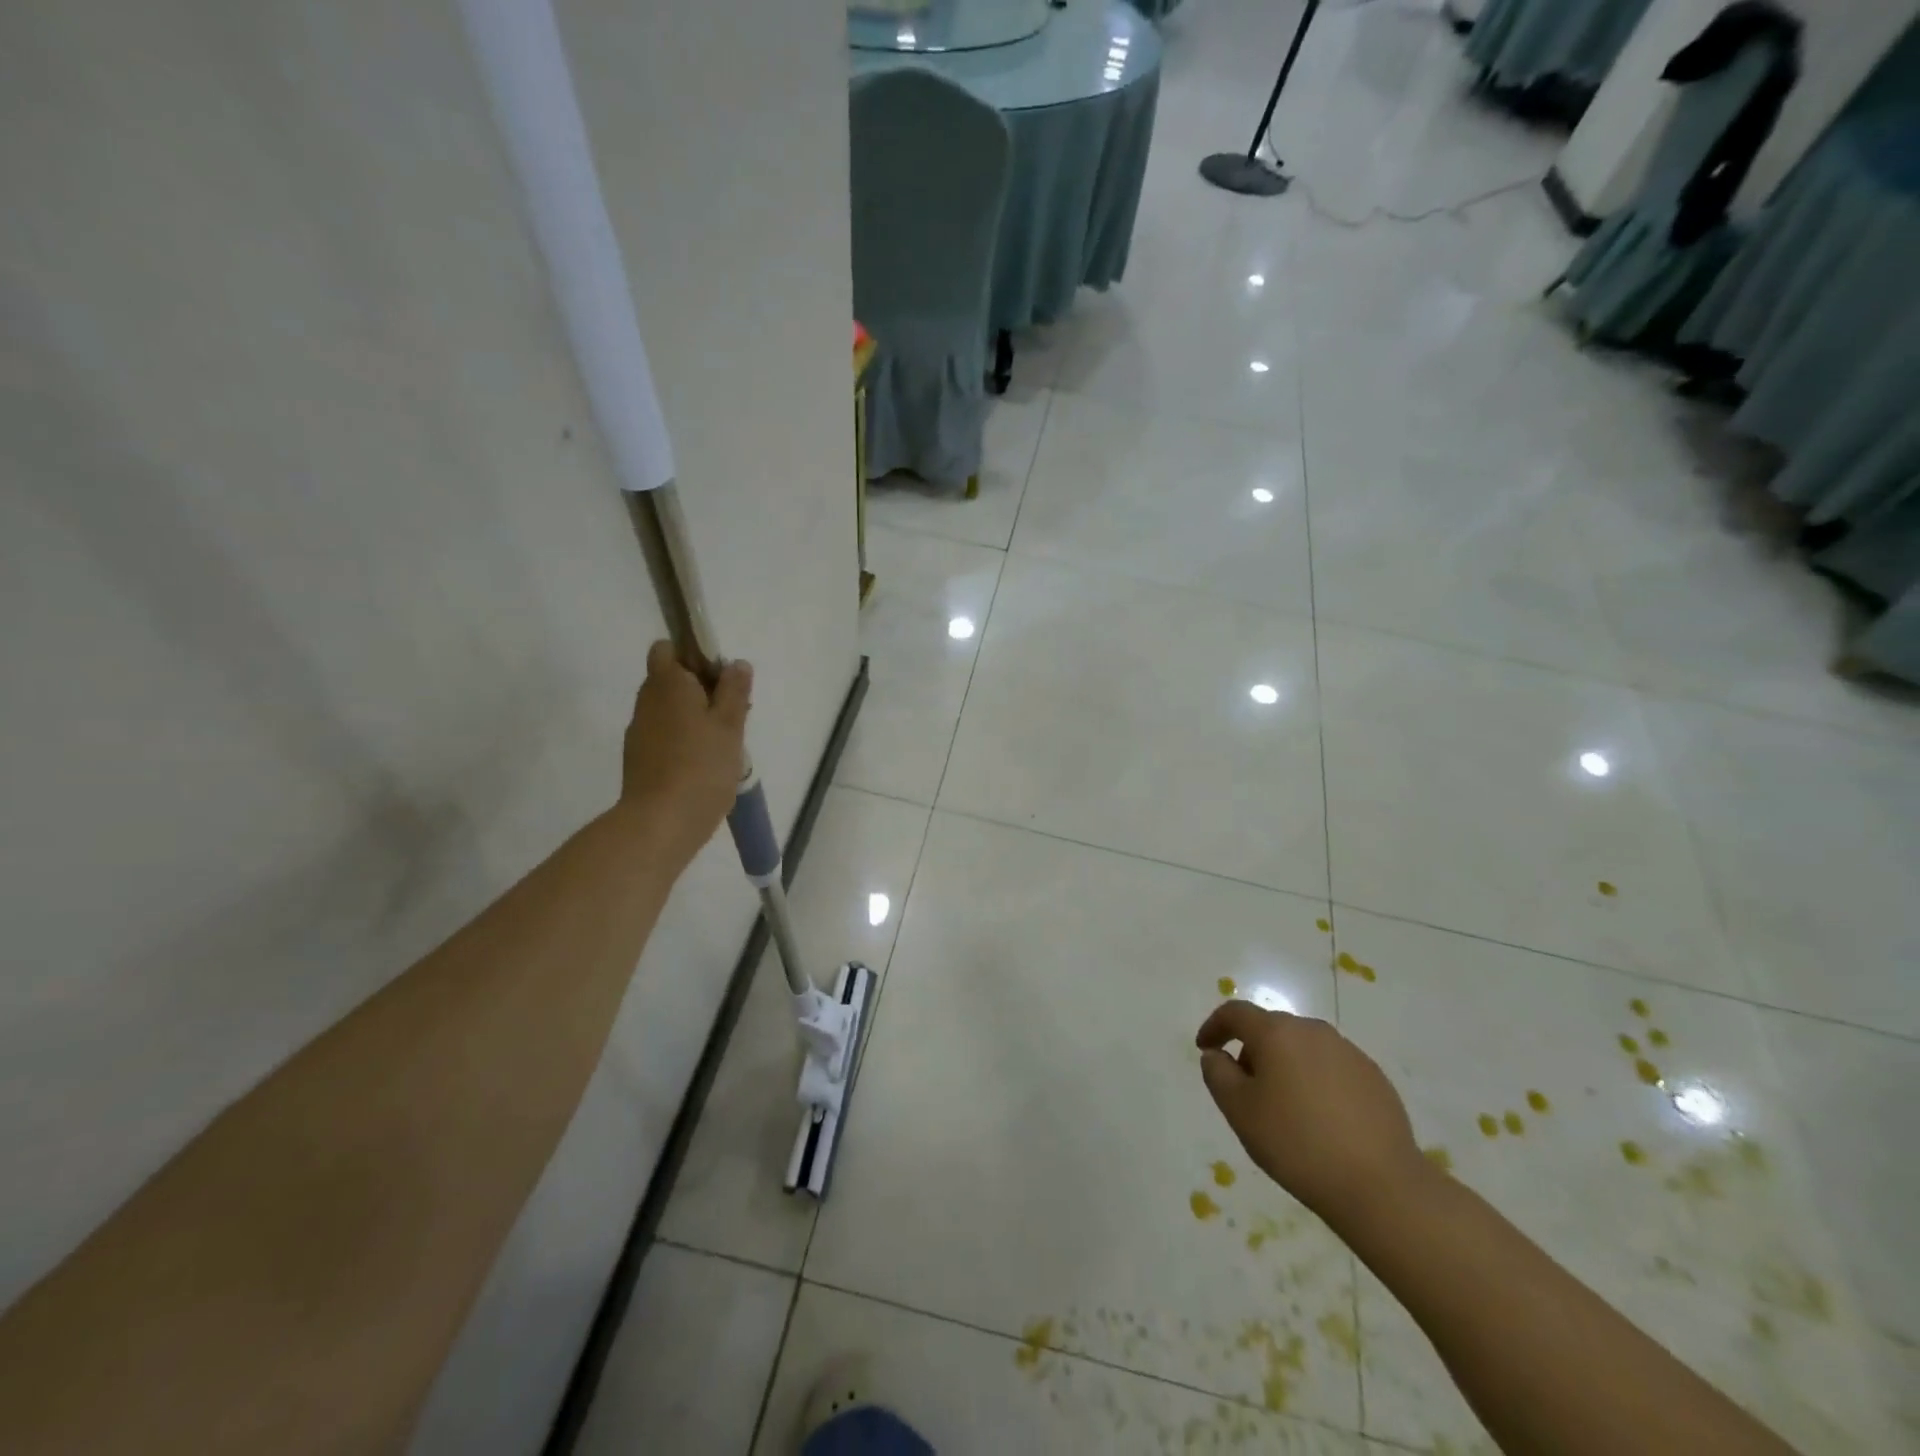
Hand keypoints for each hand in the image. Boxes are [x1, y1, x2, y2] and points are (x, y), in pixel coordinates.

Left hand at [620, 641, 751, 862]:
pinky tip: (704, 765)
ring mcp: (639, 732)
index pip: (667, 649)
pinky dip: (682, 742)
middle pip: (670, 680)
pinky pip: (664, 736)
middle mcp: (646, 701)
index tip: (721, 679)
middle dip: (700, 690)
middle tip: (732, 715)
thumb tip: (736, 663)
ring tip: (723, 745)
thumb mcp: (730, 725)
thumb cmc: (702, 766)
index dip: (694, 656)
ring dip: (693, 718)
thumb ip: (734, 691)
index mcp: (667, 684)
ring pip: (668, 710)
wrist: (661, 822)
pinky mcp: (639, 759)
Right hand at [1196, 1001, 1426, 1226]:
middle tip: (1244, 1088)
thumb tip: (1216, 1055)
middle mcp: (1312, 1030)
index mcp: (1276, 1033)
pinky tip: (1319, 1118)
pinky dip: (1315, 1080)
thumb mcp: (1239, 1111)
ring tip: (1283, 1106)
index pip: (1235, 1013)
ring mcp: (1348, 1052)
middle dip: (1251, 1050)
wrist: (1381, 1186)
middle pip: (1271, 1029)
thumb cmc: (1297, 1143)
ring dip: (1284, 1065)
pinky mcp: (1374, 1077)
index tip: (1204, 1048)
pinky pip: (1331, 1067)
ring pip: (1302, 1047)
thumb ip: (1217, 1074)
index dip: (1214, 1026)